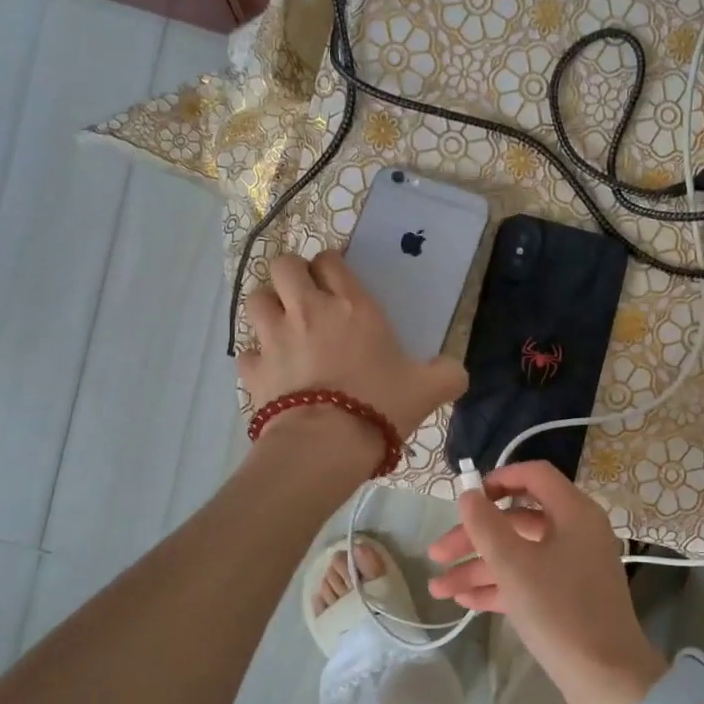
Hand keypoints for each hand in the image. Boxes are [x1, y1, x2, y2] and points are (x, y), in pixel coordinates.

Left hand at [238, 251, 467, 453]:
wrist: (326, 444)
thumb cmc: (380, 405)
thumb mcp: (428, 389)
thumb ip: (448, 374)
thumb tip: (457, 371)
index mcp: (351, 305)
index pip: (330, 260)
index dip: (331, 266)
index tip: (337, 285)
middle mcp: (308, 310)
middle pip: (284, 265)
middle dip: (292, 275)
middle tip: (306, 299)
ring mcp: (274, 337)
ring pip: (256, 299)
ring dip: (268, 308)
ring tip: (282, 326)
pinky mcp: (253, 369)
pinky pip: (247, 352)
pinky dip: (257, 357)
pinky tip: (270, 369)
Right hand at [427, 461, 667, 703]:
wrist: (607, 678)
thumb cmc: (560, 611)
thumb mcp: (514, 565)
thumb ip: (485, 525)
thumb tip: (468, 494)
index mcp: (573, 513)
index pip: (534, 475)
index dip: (497, 479)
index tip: (465, 498)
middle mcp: (576, 532)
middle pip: (516, 519)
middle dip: (473, 537)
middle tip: (436, 554)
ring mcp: (573, 566)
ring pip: (518, 554)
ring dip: (478, 568)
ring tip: (439, 589)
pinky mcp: (568, 596)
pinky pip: (528, 579)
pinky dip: (498, 586)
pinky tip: (464, 602)